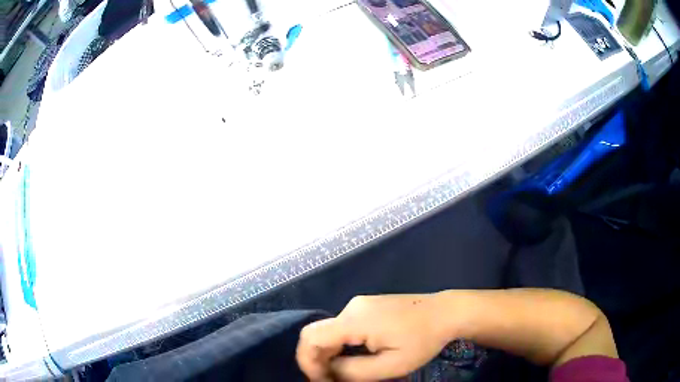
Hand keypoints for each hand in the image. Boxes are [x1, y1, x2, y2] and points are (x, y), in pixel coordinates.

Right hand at [296, 294, 451, 380]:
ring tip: (346, 372)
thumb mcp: (390, 365)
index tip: (321, 381)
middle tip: (333, 381)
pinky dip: (341, 346)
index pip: (311, 338)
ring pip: (330, 332)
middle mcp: (351, 307)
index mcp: (354, 320)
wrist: (447, 312)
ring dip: (330, 355)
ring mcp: (359, 304)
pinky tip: (356, 357)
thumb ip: (353, 372)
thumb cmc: (422, 340)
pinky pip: (343, 327)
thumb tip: (328, 373)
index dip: (307, 362)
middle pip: (318, 335)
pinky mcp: (367, 306)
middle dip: (318, 361)